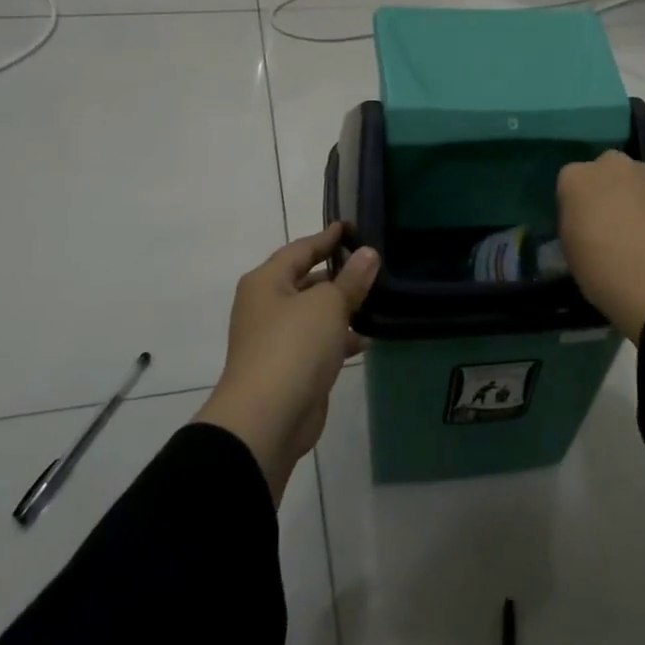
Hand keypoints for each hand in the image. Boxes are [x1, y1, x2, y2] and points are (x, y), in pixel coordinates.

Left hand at [196, 223, 379, 504]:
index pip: (301, 249)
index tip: (351, 226)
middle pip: (306, 280)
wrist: (267, 418)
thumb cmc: (293, 347)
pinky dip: (340, 338)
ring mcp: (277, 339)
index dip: (327, 237)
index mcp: (267, 282)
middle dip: (338, 273)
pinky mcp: (290, 368)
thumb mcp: (328, 305)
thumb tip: (368, 253)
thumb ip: (350, 279)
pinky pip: (319, 342)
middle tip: (373, 264)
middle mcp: (267, 306)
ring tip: (378, 298)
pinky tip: (367, 339)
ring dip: (342, 307)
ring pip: (315, 313)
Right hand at [556, 151, 644, 340]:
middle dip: (602, 192)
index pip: (567, 184)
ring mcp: (644, 173)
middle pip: (601, 173)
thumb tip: (585, 221)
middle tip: (606, 225)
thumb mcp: (570, 251)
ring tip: (634, 233)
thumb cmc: (603, 270)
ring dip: (628, 197)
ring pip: (629, 180)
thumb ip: (573, 224)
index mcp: (575, 178)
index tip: (579, 229)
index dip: (573, 208)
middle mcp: (608, 165)